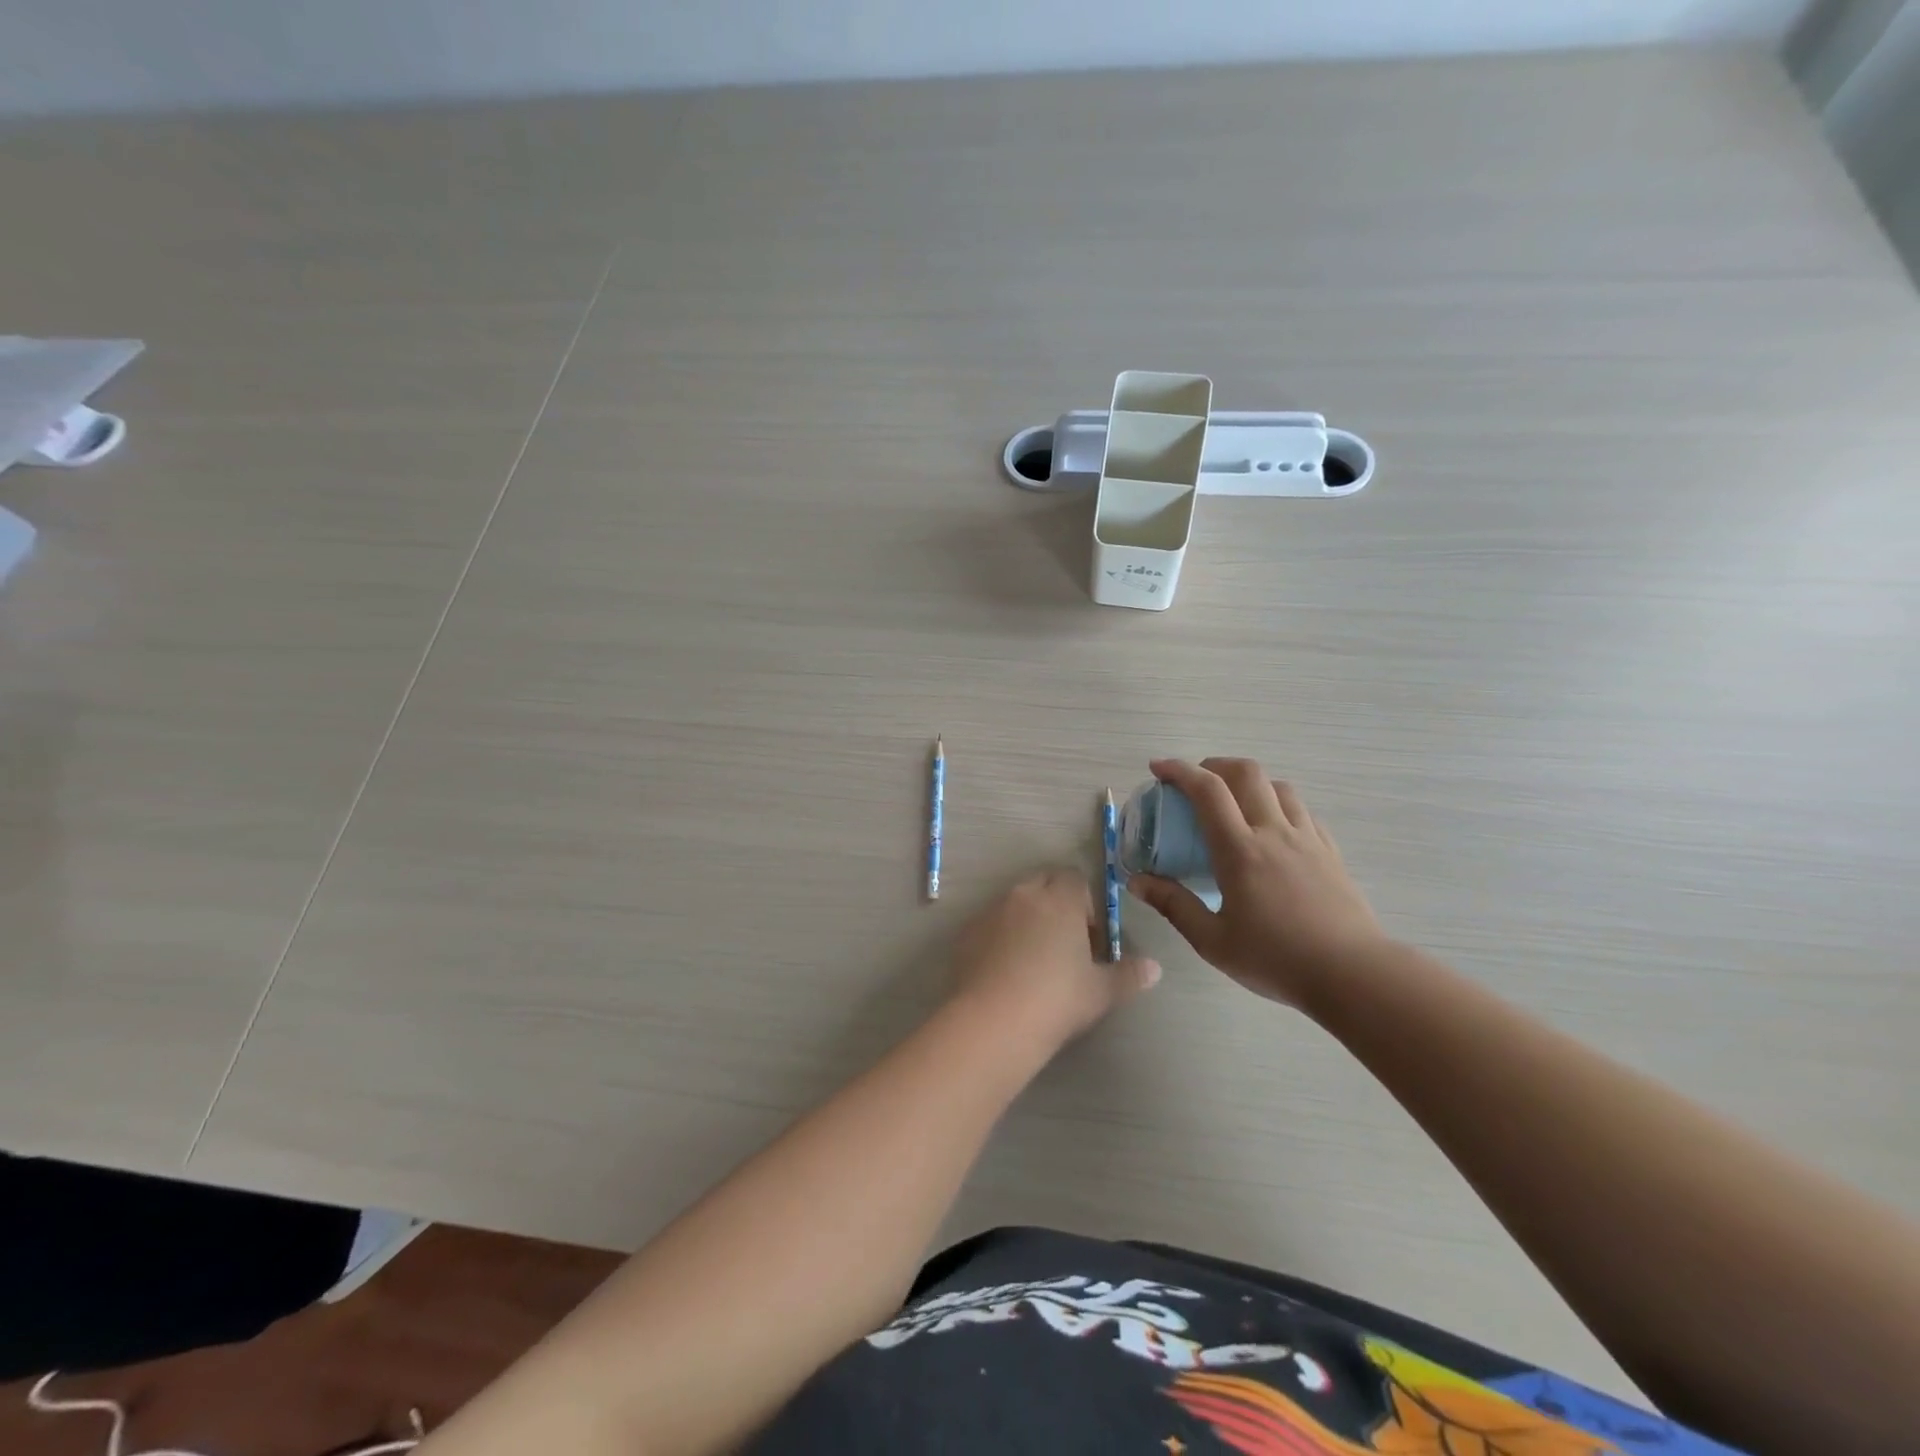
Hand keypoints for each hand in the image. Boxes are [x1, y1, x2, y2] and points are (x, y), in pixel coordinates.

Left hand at [951, 869, 1160, 1046]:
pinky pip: (989, 924)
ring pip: (1014, 902)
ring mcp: (990, 911)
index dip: (1085, 903)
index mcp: (1060, 900)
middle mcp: (1024, 895)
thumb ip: (1129, 975)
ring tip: (1033, 960)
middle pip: (1043, 882)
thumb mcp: (1101, 992)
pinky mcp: (966, 932)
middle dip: (1055, 903)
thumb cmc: (1057, 1000)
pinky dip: (999, 936)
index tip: (1089, 937)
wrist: (994, 1021)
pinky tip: (1004, 972)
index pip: (1075, 879)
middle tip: (1064, 944)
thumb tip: (1155, 968)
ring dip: (1026, 918)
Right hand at [1127, 758, 1388, 1005]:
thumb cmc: (1276, 959)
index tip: (1158, 768)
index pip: (1208, 791)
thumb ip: (1173, 905)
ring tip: (1233, 802)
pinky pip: (1302, 811)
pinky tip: (1271, 828)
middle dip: (1214, 765)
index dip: (1179, 770)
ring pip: (1278, 786)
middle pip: (1247, 773)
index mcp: (1241, 850)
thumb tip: (1136, 881)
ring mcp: (1307, 839)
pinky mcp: (1330, 851)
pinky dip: (1278, 804)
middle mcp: (1274, 832)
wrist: (1353, 975)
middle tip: (1194, 782)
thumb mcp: (1212, 941)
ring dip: (1249, 782)